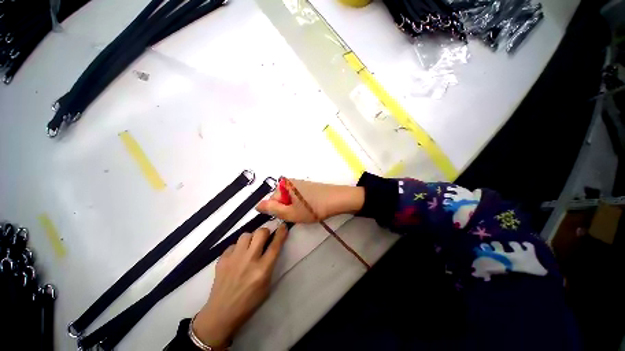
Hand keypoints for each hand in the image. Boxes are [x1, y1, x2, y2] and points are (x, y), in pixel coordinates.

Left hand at [192, 225, 288, 348]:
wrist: (221, 313)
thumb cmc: (249, 302)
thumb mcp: (267, 285)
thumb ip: (270, 264)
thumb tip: (271, 247)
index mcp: (262, 269)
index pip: (275, 245)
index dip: (281, 233)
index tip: (283, 226)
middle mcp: (249, 260)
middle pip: (260, 233)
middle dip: (265, 232)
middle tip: (265, 238)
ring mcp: (234, 258)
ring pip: (246, 235)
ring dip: (251, 238)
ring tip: (250, 246)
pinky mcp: (222, 259)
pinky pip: (233, 244)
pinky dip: (238, 247)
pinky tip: (237, 256)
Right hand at [256, 179, 364, 222]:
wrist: (336, 200)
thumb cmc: (312, 208)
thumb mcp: (290, 213)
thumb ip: (272, 209)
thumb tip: (257, 205)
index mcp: (284, 185)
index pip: (271, 201)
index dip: (279, 211)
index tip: (290, 216)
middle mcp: (290, 181)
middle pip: (281, 199)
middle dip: (287, 208)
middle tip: (299, 214)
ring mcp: (299, 183)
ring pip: (289, 199)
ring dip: (294, 207)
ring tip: (306, 211)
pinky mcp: (307, 185)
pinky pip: (297, 196)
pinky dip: (301, 203)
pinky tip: (310, 206)